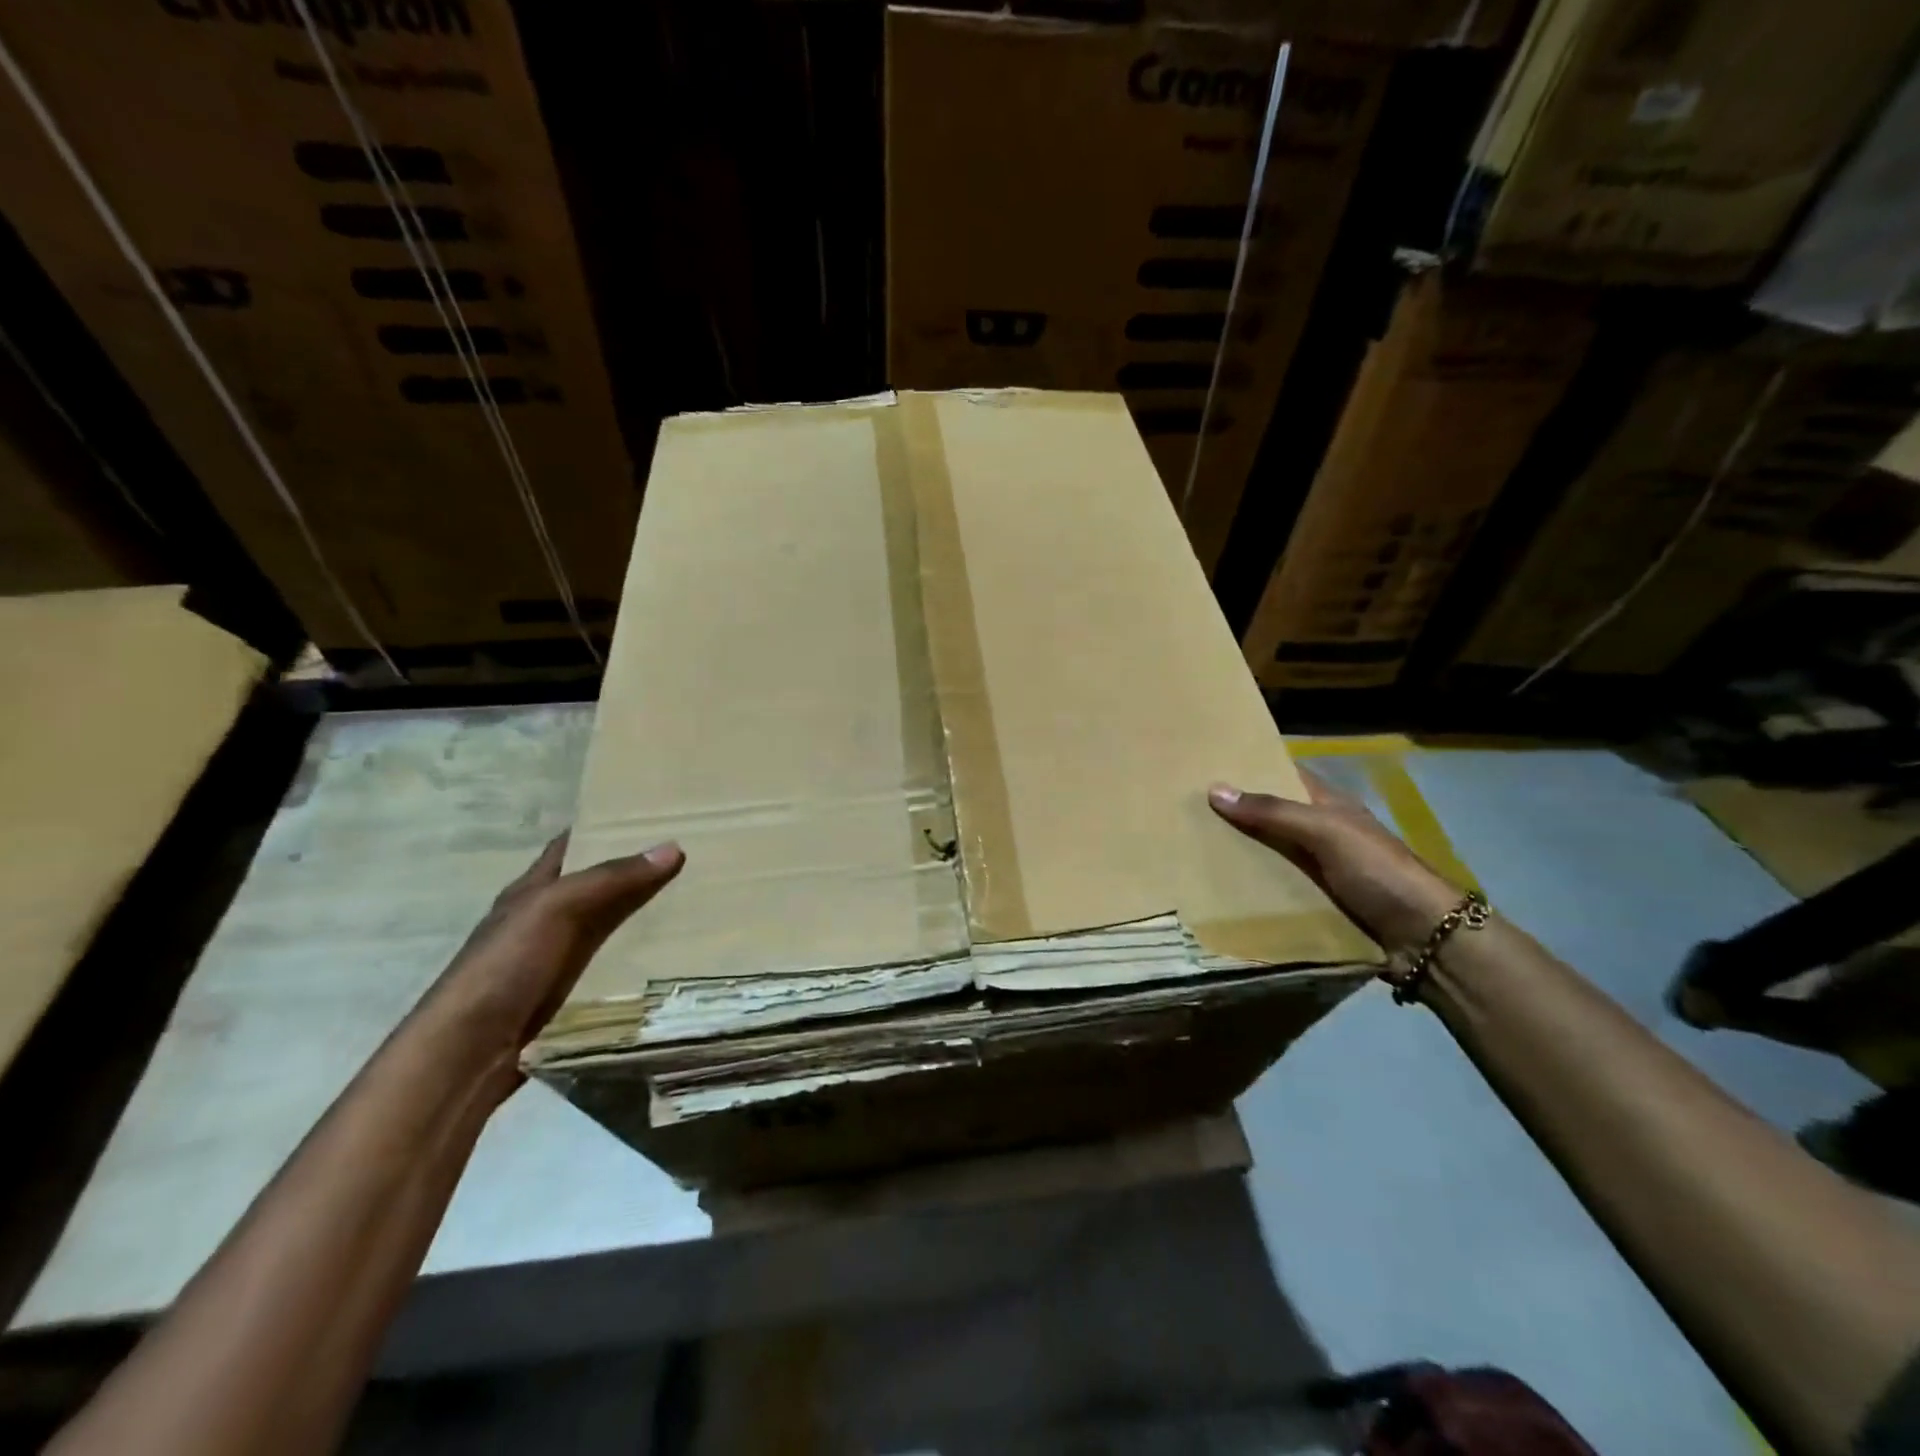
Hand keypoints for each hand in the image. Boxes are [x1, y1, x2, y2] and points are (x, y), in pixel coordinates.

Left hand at [424, 833, 684, 1054]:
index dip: (606, 826)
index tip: (654, 814)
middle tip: (693, 853)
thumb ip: (612, 879)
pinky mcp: (571, 992)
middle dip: (637, 869)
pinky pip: (613, 962)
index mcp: (533, 889)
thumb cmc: (505, 966)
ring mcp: (558, 957)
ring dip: (644, 912)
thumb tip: (673, 847)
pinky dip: (639, 953)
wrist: (469, 1052)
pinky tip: (673, 950)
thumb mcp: (556, 909)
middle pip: (598, 884)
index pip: (572, 844)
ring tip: (697, 896)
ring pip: (610, 923)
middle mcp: (546, 918)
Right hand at [1209, 771, 1459, 956]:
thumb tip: (1215, 789)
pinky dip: (1250, 891)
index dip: (1250, 769)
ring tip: (1188, 850)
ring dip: (1238, 856)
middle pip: (1270, 818)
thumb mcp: (1325, 831)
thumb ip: (1272, 812)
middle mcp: (1321, 834)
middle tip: (1184, 811)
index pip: (1284, 776)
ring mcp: (1319, 871)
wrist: (1425, 939)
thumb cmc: (1378, 871)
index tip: (1205, 766)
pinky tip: (1216, 892)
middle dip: (1234, 815)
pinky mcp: (1315, 905)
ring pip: (1269, 856)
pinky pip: (1275, 891)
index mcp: (1328, 806)